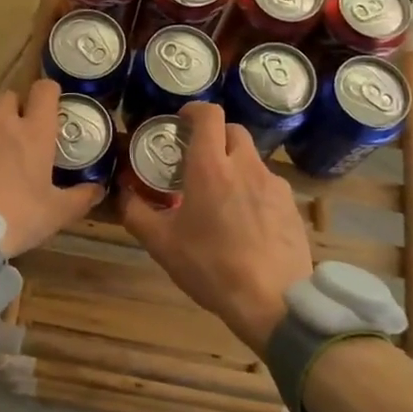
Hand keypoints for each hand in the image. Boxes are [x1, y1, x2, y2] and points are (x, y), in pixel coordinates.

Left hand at [0, 78, 104, 255]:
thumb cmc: (16, 219)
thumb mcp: (55, 214)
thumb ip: (80, 198)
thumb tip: (97, 189)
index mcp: (33, 132)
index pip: (45, 90)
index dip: (48, 95)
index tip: (48, 110)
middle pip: (8, 98)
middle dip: (12, 113)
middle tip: (14, 142)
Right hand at [120, 101, 311, 351]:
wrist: (273, 302)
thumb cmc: (210, 267)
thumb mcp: (162, 244)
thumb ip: (136, 212)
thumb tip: (121, 192)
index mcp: (211, 166)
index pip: (209, 114)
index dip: (194, 110)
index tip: (181, 121)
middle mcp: (245, 165)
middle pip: (233, 130)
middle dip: (214, 136)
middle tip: (197, 160)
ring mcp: (273, 184)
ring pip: (251, 158)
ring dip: (234, 165)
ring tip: (221, 197)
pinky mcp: (291, 204)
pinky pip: (268, 184)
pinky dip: (253, 190)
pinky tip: (246, 221)